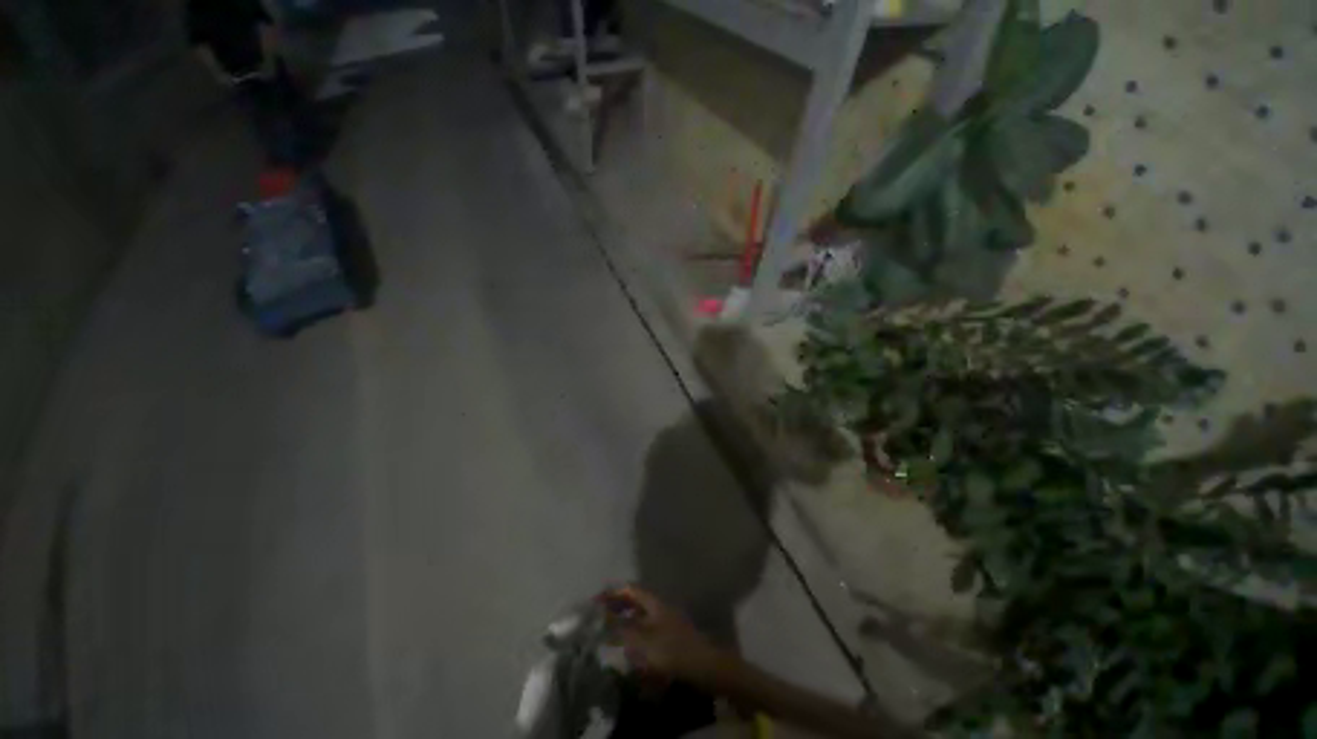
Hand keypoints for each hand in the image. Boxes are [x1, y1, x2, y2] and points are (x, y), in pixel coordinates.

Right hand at [602, 587, 727, 681]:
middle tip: (599, 617)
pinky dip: (634, 634)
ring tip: (609, 631)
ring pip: (640, 616)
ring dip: (625, 620)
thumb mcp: (642, 639)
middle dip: (617, 606)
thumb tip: (602, 613)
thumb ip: (621, 626)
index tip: (595, 600)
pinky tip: (628, 649)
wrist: (703, 666)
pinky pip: (647, 631)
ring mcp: (666, 621)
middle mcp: (659, 607)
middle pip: (635, 601)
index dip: (612, 592)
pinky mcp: (669, 638)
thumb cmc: (671, 649)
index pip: (629, 589)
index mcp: (653, 602)